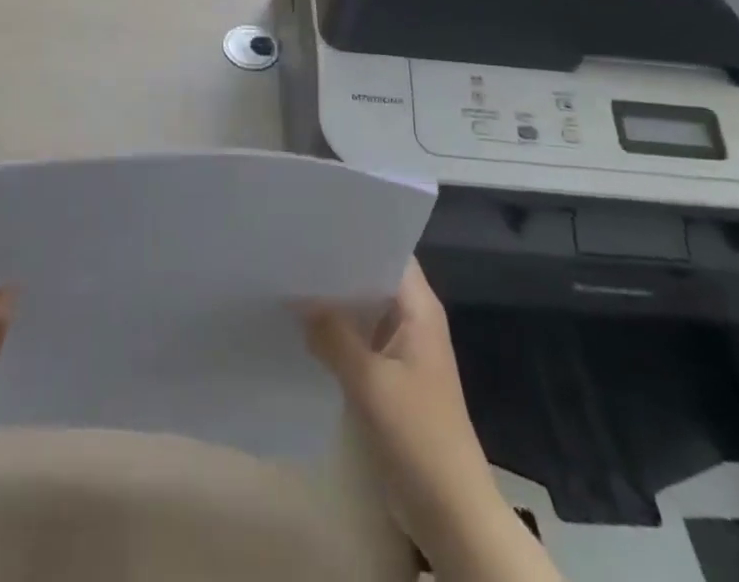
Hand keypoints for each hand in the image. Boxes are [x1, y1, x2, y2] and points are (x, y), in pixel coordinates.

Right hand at [304, 261, 557, 581]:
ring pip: (363, 309)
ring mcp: (402, 349)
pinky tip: (302, 328)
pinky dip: (335, 332)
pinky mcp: (390, 377)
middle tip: (291, 250)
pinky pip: (359, 339)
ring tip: (287, 280)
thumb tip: (297, 296)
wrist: (451, 513)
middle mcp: (412, 319)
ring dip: (333, 301)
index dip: (356, 234)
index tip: (315, 224)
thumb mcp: (369, 383)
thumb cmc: (418, 436)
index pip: (389, 250)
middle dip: (336, 267)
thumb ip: (332, 334)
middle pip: (372, 277)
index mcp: (419, 308)